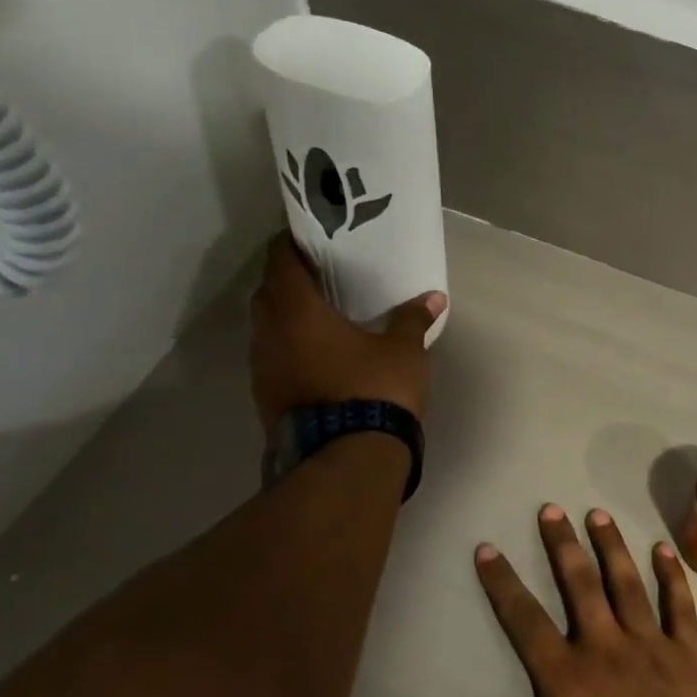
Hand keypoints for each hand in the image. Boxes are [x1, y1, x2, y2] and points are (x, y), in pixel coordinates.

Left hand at [249, 235, 445, 434]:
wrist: (348, 460)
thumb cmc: (375, 390)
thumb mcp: (404, 351)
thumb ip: (413, 319)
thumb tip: (434, 298)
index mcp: (298, 312)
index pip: (280, 261)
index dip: (290, 243)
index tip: (308, 236)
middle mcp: (269, 335)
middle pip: (267, 293)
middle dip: (288, 281)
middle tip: (319, 276)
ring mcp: (262, 370)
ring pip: (266, 329)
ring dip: (286, 318)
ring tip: (320, 316)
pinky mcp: (266, 398)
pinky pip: (273, 359)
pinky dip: (289, 348)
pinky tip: (318, 356)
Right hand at [415, 505, 696, 696]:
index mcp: (565, 679)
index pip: (524, 619)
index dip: (503, 583)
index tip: (488, 549)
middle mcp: (606, 649)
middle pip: (579, 585)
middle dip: (561, 545)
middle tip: (550, 510)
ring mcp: (651, 648)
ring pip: (627, 584)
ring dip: (610, 547)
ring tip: (597, 515)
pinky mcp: (689, 656)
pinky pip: (679, 606)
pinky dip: (671, 576)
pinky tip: (662, 549)